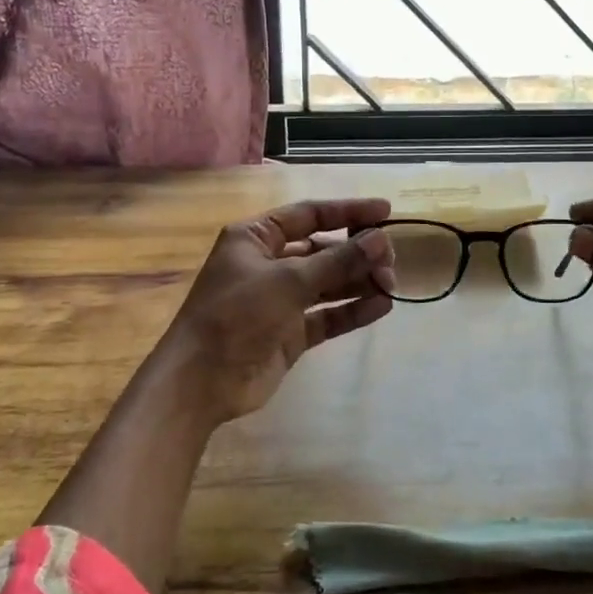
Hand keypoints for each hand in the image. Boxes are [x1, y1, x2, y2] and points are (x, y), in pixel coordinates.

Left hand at [160, 197, 396, 424]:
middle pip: (323, 249)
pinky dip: (352, 310)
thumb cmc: (237, 315)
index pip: (309, 215)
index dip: (348, 212)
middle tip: (390, 260)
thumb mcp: (288, 280)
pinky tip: (381, 306)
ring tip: (391, 284)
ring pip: (329, 283)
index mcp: (257, 238)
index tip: (386, 212)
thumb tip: (379, 239)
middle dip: (357, 252)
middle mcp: (270, 264)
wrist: (201, 382)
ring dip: (359, 281)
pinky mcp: (291, 333)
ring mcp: (281, 300)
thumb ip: (337, 260)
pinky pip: (328, 315)